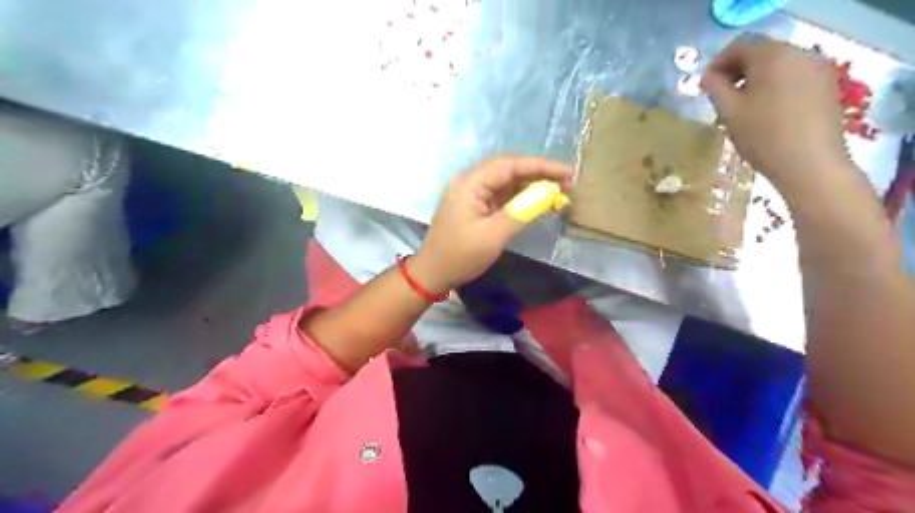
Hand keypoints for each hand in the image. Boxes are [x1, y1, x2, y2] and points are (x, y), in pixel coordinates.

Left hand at [410, 154, 568, 293]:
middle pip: (508, 169)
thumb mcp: (493, 236)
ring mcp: (472, 193)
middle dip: (538, 174)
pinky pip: (502, 195)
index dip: (540, 166)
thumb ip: (521, 211)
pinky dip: (520, 197)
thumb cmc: (460, 256)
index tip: (567, 172)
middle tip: (566, 182)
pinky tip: (538, 200)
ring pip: (506, 182)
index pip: (509, 165)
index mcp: (470, 184)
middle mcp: (470, 182)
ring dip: (531, 185)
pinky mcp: (476, 205)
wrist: (434, 273)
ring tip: (558, 191)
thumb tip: (548, 193)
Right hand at [702, 35, 854, 195]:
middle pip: (761, 53)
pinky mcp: (826, 87)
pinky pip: (793, 77)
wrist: (809, 163)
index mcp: (773, 57)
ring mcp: (817, 70)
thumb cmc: (762, 136)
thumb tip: (707, 76)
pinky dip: (774, 87)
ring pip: (778, 66)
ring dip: (755, 80)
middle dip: (737, 71)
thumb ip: (715, 88)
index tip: (704, 85)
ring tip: (741, 107)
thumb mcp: (729, 112)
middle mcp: (799, 54)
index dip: (717, 63)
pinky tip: (764, 112)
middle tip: (719, 96)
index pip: (740, 46)